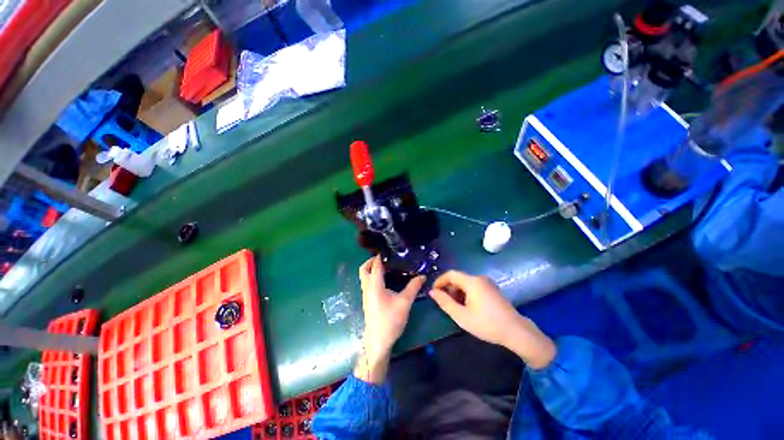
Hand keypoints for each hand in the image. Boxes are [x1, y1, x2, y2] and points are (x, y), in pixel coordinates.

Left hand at [355, 256, 425, 382]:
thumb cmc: (390, 320)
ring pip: (364, 276)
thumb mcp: (404, 302)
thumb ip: (413, 287)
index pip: (375, 265)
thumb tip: (423, 276)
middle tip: (385, 259)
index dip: (381, 256)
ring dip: (372, 269)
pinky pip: (368, 283)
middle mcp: (367, 287)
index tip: (389, 250)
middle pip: (364, 269)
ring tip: (387, 267)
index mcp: (374, 285)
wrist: (378, 341)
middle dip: (372, 261)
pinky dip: (373, 277)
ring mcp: (366, 294)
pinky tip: (386, 280)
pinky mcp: (367, 300)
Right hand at [429, 271, 555, 368]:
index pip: (450, 274)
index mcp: (472, 281)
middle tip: (444, 303)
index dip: (439, 281)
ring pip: (466, 283)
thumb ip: (444, 302)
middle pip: (458, 278)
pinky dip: (466, 293)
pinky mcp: (492, 289)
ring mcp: (487, 283)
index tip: (433, 293)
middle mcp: (479, 278)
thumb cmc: (487, 324)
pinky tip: (467, 306)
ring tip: (455, 307)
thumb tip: (432, 292)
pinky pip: (474, 286)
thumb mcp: (461, 316)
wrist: (516, 332)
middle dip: (448, 288)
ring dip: (457, 291)